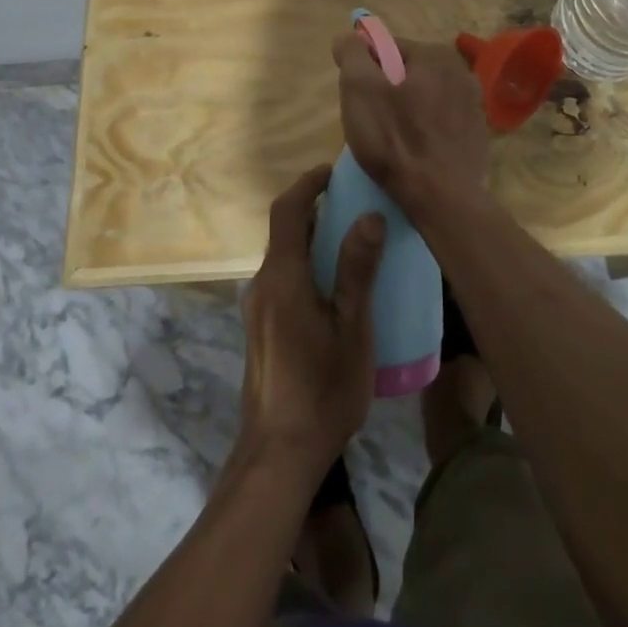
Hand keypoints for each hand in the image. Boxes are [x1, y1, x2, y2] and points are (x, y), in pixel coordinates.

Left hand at [237, 165, 384, 479]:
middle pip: (285, 231)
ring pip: (284, 257)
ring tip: (352, 244)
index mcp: (283, 277)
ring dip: (312, 240)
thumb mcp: (352, 331)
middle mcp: (263, 284)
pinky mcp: (261, 328)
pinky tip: (335, 289)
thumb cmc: (322, 390)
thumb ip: (358, 271)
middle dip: (315, 210)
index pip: (287, 211)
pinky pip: (283, 280)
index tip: (334, 172)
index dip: (308, 184)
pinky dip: (306, 265)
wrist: (278, 454)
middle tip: (355, 205)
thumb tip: (370, 215)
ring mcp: (257, 308)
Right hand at [330, 32, 490, 222]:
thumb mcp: (359, 89)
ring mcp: (475, 105)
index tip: (359, 100)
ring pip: (425, 99)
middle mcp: (462, 72)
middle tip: (372, 122)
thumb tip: (348, 36)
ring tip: (392, 143)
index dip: (365, 71)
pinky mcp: (478, 136)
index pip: (387, 48)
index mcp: (436, 54)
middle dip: (387, 92)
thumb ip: (351, 53)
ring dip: (407, 112)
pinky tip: (415, 154)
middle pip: (407, 73)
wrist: (442, 199)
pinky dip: (426, 132)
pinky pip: (441, 123)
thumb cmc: (396, 140)